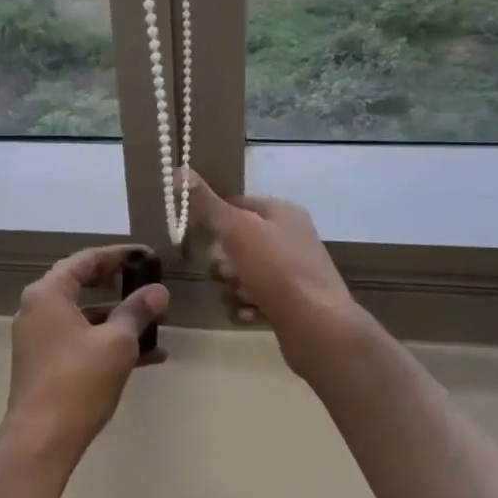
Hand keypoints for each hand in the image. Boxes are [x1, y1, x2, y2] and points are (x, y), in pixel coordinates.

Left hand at [6, 246, 169, 460]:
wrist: (41, 440)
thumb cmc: (78, 381)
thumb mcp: (117, 343)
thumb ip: (137, 311)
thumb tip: (159, 291)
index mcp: (48, 293)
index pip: (85, 260)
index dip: (119, 255)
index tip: (147, 256)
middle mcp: (37, 309)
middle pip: (83, 285)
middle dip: (121, 287)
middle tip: (151, 284)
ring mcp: (39, 337)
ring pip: (85, 316)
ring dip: (120, 318)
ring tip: (158, 324)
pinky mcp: (45, 363)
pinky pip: (81, 340)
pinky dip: (108, 342)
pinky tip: (148, 357)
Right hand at [182, 170, 373, 384]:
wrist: (318, 326)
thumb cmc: (276, 269)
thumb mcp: (236, 229)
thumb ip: (206, 203)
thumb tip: (180, 170)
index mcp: (280, 212)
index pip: (235, 203)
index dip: (213, 218)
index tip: (196, 235)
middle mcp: (286, 238)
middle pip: (234, 243)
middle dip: (222, 261)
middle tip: (226, 272)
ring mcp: (288, 272)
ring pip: (239, 274)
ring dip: (232, 287)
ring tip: (242, 296)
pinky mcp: (286, 303)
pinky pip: (251, 299)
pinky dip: (245, 306)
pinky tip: (249, 314)